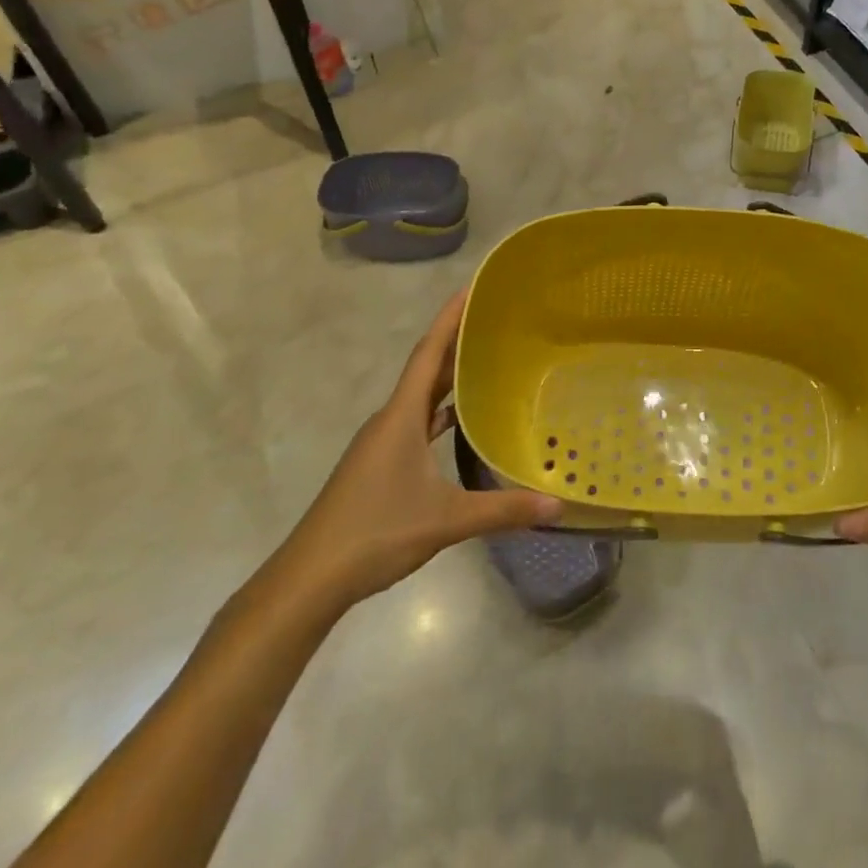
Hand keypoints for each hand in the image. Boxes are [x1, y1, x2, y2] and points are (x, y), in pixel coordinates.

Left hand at [262, 292, 560, 618]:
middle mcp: (390, 420)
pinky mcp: (379, 464)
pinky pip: (416, 422)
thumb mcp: (445, 520)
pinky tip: (460, 422)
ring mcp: (381, 443)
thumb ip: (503, 511)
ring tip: (486, 361)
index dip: (449, 317)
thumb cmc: (375, 532)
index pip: (428, 352)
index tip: (472, 288)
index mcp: (401, 416)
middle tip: (494, 320)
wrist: (309, 579)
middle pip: (427, 369)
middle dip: (457, 341)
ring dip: (449, 377)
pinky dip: (439, 412)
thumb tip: (558, 505)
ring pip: (421, 397)